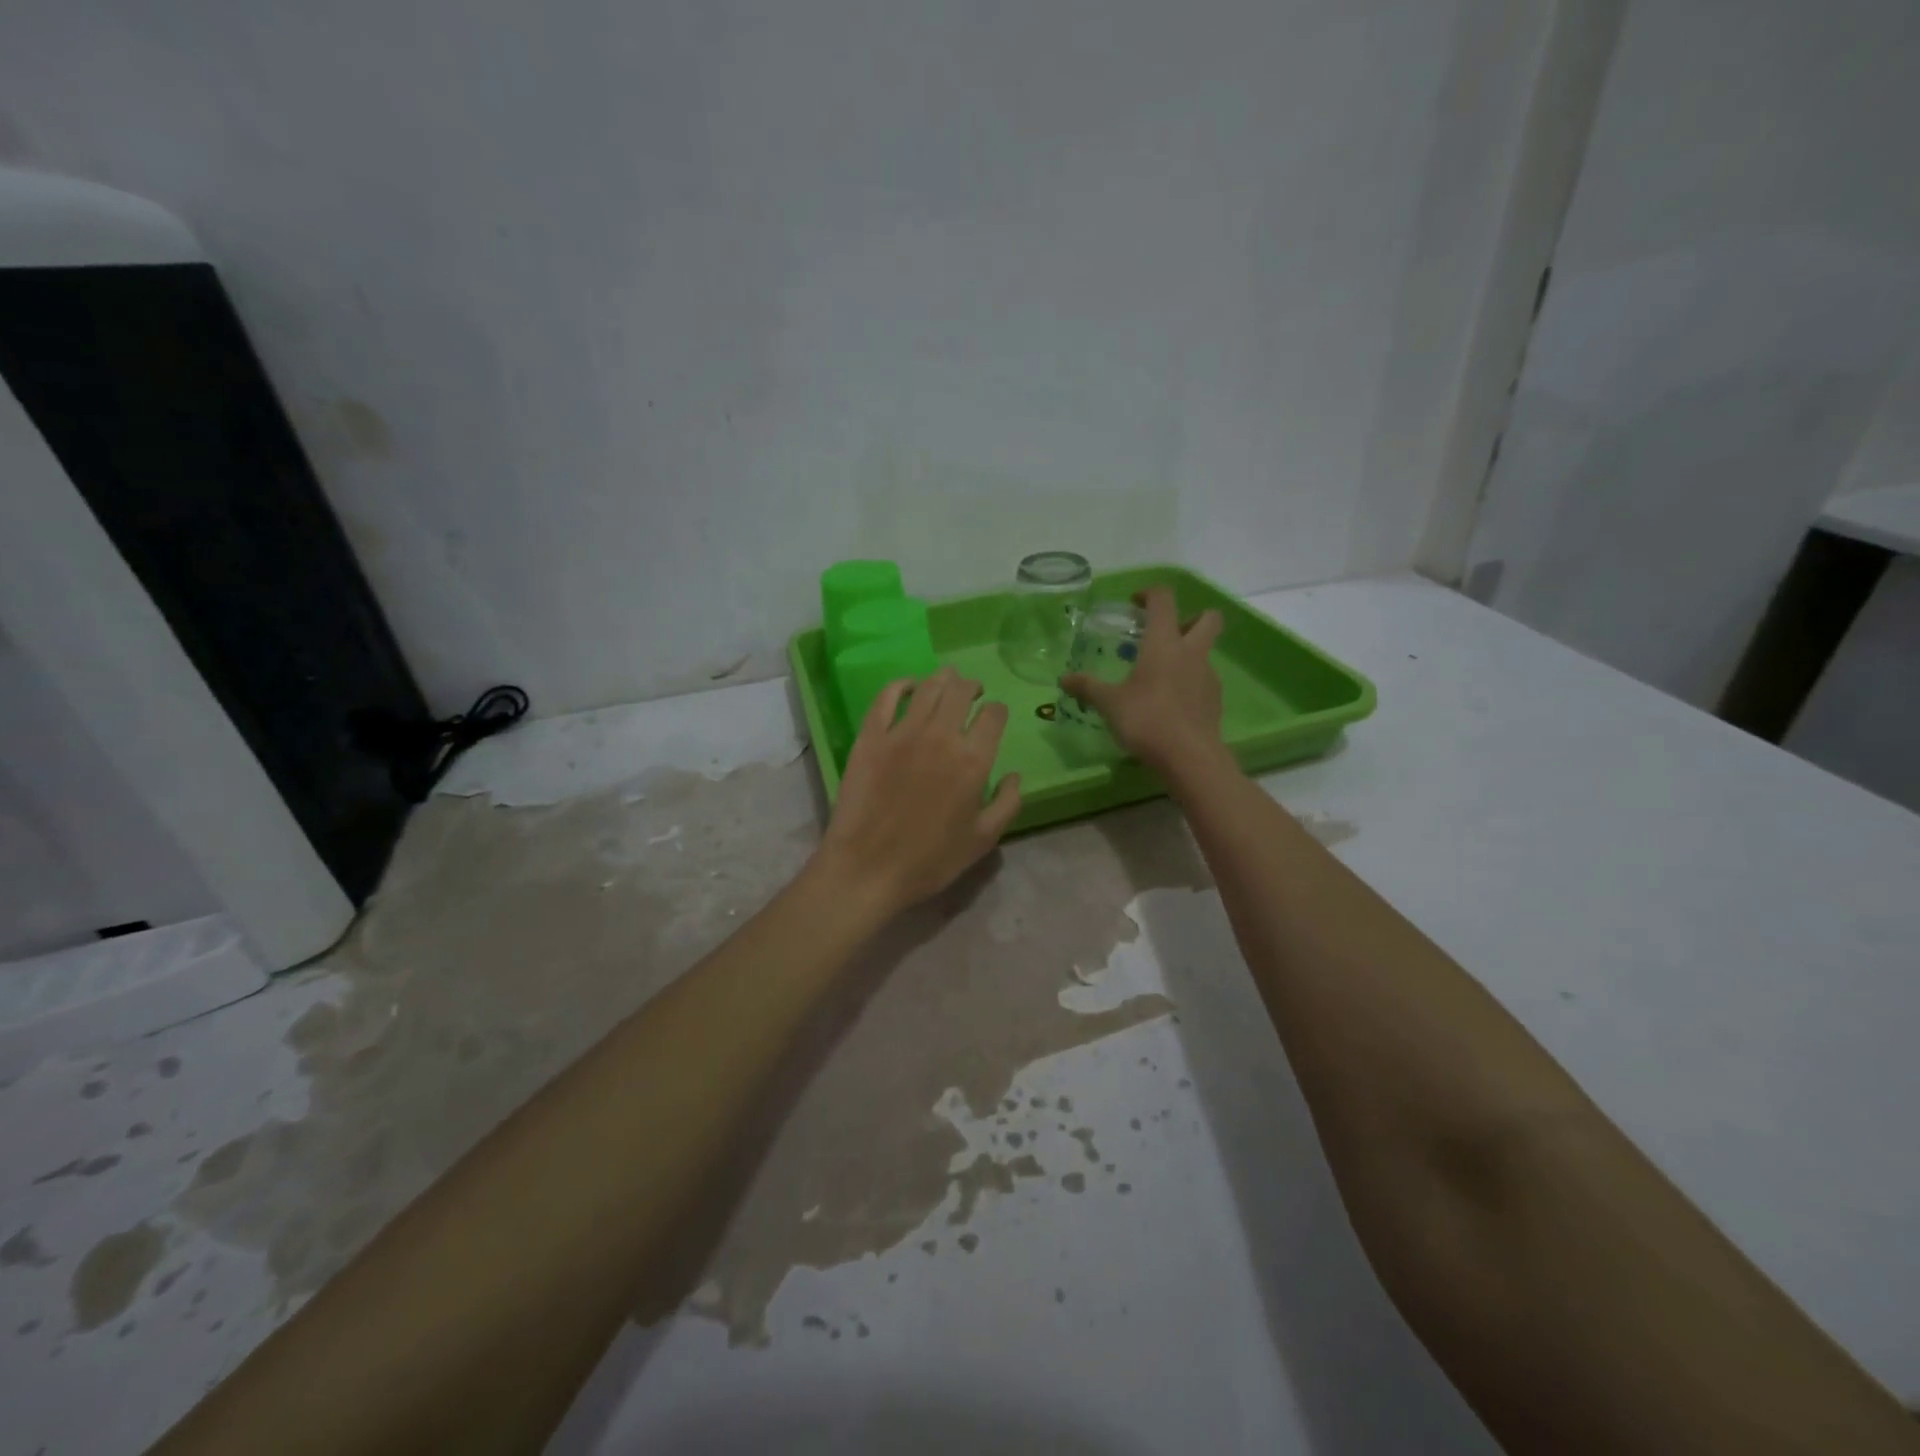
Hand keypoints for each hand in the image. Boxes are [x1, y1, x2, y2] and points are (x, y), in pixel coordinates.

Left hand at [816, 667, 1022, 918]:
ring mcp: (902, 732)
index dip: (998, 711)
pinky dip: (901, 685)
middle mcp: (941, 736)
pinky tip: (909, 686)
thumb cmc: (930, 860)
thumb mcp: (983, 840)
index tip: (995, 716)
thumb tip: (1014, 775)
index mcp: (973, 760)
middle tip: (973, 691)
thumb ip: (1007, 803)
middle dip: (972, 686)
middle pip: (961, 691)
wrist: (868, 868)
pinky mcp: (870, 736)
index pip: (994, 716)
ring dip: (943, 679)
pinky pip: (887, 697)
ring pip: (929, 688)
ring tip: (947, 680)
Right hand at [1061, 586, 1225, 774]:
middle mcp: (1191, 652)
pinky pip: (1203, 679)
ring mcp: (1208, 675)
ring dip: (1187, 654)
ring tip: (1159, 677)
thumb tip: (1063, 679)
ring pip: (1205, 651)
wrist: (1189, 756)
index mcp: (1164, 643)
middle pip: (1208, 617)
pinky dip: (1189, 682)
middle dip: (1190, 617)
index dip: (1149, 593)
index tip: (1135, 603)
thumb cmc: (1146, 720)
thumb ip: (1087, 688)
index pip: (1163, 600)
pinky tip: (1170, 703)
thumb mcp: (1109, 703)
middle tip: (1165, 634)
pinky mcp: (1215, 700)